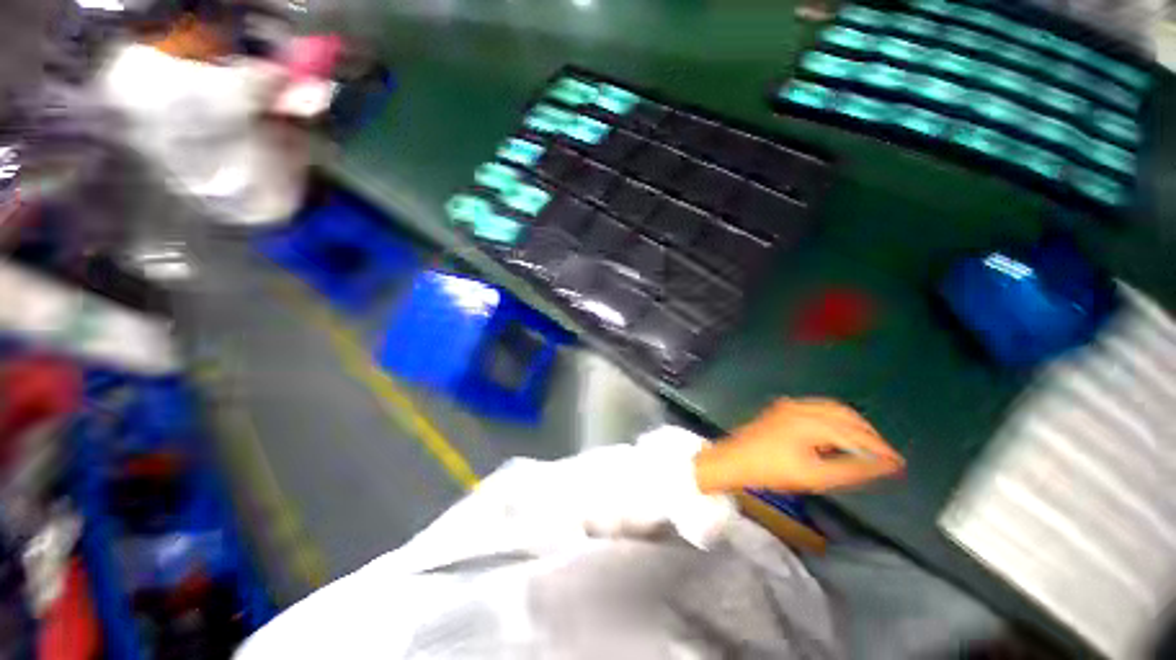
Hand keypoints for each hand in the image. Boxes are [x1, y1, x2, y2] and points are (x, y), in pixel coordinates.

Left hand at [693, 398, 903, 494]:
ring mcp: (789, 405)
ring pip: (831, 408)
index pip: (855, 433)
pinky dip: (834, 419)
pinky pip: (817, 408)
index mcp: (810, 421)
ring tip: (866, 445)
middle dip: (868, 433)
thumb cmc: (771, 471)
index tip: (898, 462)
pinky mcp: (782, 408)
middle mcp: (801, 407)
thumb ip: (852, 469)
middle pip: (846, 415)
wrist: (734, 460)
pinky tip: (837, 434)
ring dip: (852, 424)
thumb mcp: (815, 477)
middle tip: (884, 454)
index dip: (879, 448)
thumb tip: (884, 466)